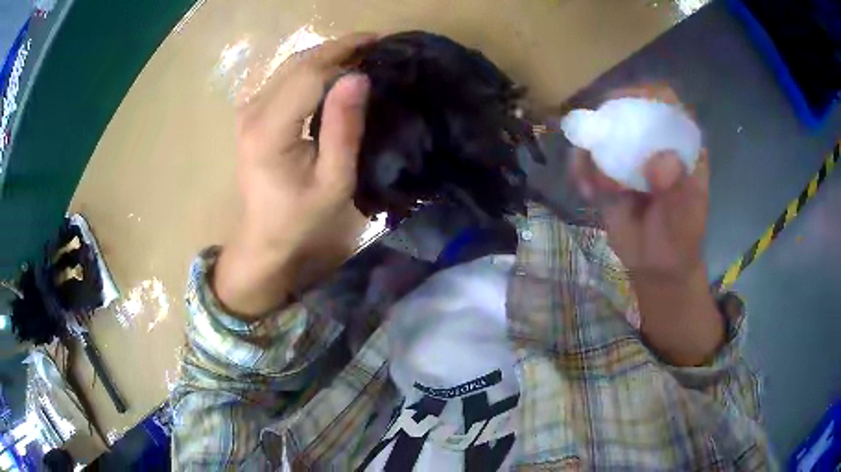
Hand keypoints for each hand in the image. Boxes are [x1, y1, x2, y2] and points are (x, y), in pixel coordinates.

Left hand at [214, 33, 375, 317]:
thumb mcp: (334, 179)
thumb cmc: (301, 215)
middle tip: (375, 43)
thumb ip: (344, 128)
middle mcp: (252, 112)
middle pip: (297, 63)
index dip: (343, 52)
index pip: (308, 75)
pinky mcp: (251, 112)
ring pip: (290, 66)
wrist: (264, 234)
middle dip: (337, 47)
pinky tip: (333, 69)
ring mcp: (248, 110)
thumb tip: (359, 76)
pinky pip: (283, 77)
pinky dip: (311, 67)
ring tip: (360, 52)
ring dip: (325, 54)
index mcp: (269, 130)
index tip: (378, 42)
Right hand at [572, 85, 722, 365]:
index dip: (646, 95)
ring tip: (597, 186)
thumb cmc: (679, 236)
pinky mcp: (607, 172)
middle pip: (627, 109)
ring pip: (601, 133)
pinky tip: (588, 192)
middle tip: (597, 140)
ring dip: (590, 152)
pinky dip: (581, 171)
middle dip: (608, 122)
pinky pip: (587, 159)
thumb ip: (677, 186)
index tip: (626, 106)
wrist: (655, 265)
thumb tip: (660, 161)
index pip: (665, 103)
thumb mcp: (686, 213)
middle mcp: (652, 141)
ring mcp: (628, 156)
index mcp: (679, 143)